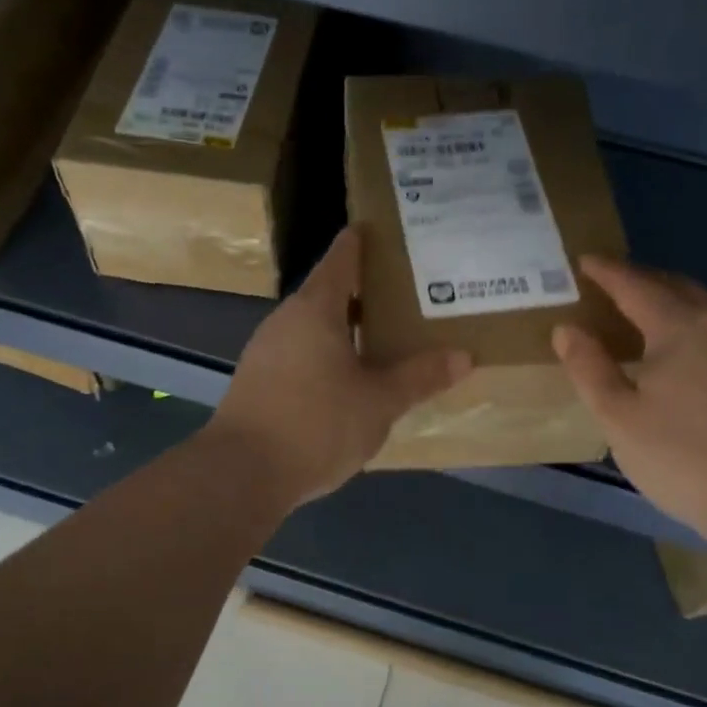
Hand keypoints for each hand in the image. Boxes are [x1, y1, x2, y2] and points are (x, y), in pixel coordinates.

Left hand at [211, 227, 470, 504]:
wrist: (242, 473)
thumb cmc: (316, 424)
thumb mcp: (379, 402)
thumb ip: (420, 377)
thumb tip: (464, 356)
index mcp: (315, 309)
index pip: (341, 258)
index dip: (363, 242)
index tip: (387, 232)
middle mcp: (285, 320)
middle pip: (327, 292)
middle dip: (365, 292)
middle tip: (406, 294)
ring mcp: (265, 351)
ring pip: (313, 327)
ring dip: (345, 328)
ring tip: (384, 337)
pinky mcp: (257, 382)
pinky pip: (299, 354)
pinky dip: (326, 355)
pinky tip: (348, 380)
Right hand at [552, 257, 706, 555]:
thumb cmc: (682, 456)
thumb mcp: (619, 416)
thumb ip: (589, 368)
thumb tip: (567, 329)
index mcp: (679, 327)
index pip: (634, 285)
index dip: (605, 272)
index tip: (581, 261)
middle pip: (673, 286)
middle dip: (638, 279)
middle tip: (605, 283)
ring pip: (697, 307)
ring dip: (664, 300)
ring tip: (633, 313)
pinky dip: (683, 323)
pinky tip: (670, 352)